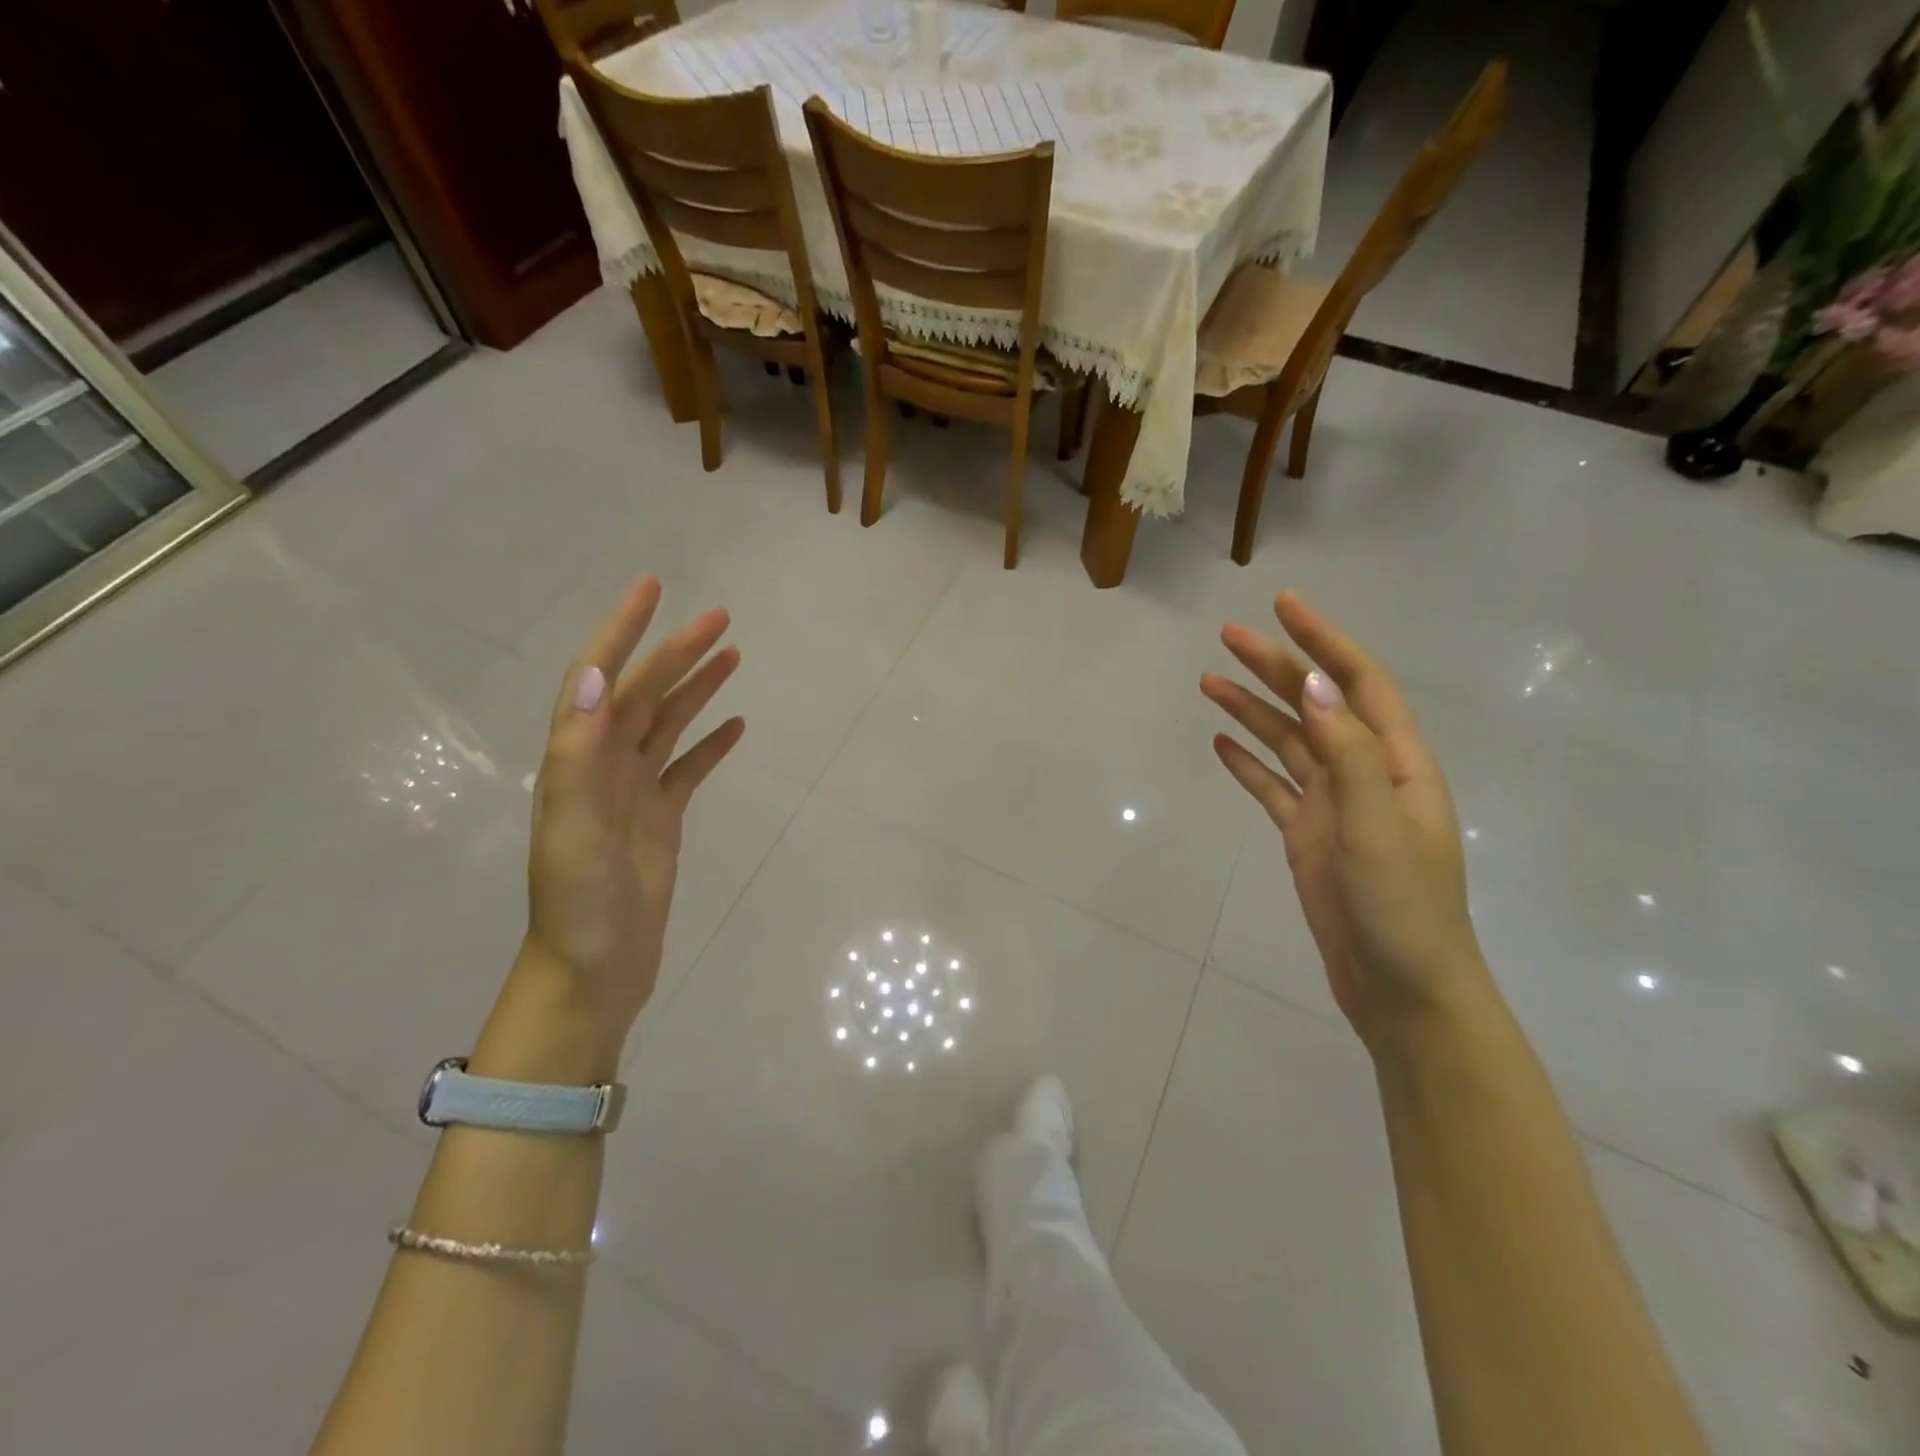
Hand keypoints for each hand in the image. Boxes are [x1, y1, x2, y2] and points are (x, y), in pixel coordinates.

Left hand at [522, 576, 743, 1043]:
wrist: (594, 970)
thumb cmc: (579, 903)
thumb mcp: (573, 827)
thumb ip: (580, 753)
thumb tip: (599, 676)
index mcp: (578, 760)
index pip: (599, 678)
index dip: (622, 631)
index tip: (653, 589)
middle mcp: (603, 766)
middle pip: (644, 694)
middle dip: (678, 652)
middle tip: (721, 618)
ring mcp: (634, 792)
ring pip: (668, 725)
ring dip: (697, 688)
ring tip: (732, 656)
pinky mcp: (661, 819)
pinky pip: (688, 770)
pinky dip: (711, 744)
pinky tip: (735, 726)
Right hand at [1201, 592, 1492, 1051]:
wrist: (1403, 991)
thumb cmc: (1403, 909)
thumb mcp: (1378, 826)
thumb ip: (1349, 754)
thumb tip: (1316, 684)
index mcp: (1398, 764)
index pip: (1359, 684)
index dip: (1324, 640)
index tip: (1284, 605)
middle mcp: (1366, 775)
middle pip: (1315, 706)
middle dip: (1275, 667)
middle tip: (1227, 636)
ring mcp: (1333, 806)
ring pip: (1288, 743)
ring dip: (1253, 710)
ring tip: (1208, 682)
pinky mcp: (1307, 837)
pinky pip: (1272, 787)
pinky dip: (1248, 763)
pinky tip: (1222, 744)